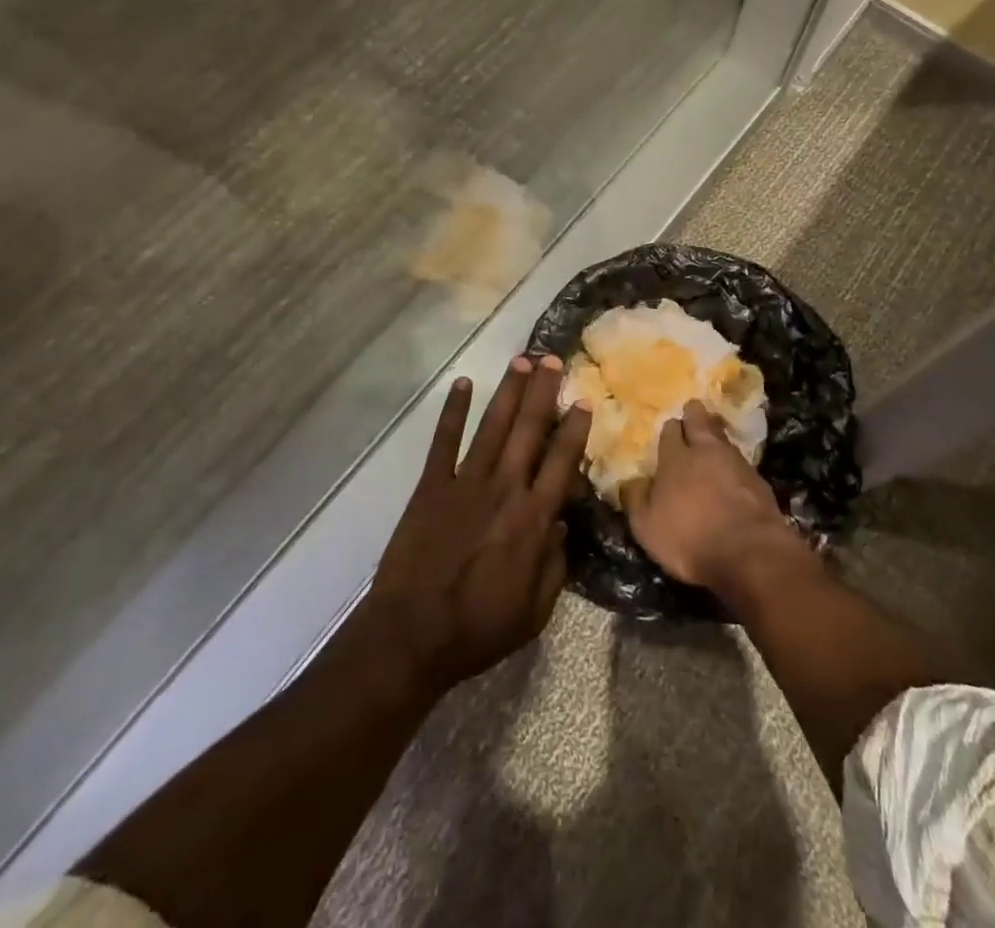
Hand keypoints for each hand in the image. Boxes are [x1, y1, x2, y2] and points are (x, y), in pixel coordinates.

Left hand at [367, 354, 589, 693]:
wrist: (412, 635)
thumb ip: (555, 564)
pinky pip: (443, 441)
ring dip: (509, 392)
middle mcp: (504, 488)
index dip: (574, 428)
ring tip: (522, 361)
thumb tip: (559, 524)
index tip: (583, 400)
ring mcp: (465, 483)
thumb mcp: (535, 611)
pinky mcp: (430, 486)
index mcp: (533, 518)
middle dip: (544, 392)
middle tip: (552, 359)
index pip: (562, 461)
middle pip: (529, 430)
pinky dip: (452, 411)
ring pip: (492, 426)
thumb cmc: (479, 628)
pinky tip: (462, 384)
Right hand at [621, 400, 798, 591]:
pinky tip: (733, 471)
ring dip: (716, 435)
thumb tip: (632, 480)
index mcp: (675, 458)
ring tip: (713, 437)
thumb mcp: (646, 526)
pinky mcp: (758, 480)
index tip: (670, 429)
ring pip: (723, 438)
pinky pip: (741, 461)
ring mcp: (736, 462)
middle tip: (693, 409)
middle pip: (700, 422)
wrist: (747, 551)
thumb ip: (636, 498)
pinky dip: (734, 462)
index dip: (670, 429)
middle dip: (695, 414)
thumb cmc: (688, 538)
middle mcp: (705, 451)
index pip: (670, 430)